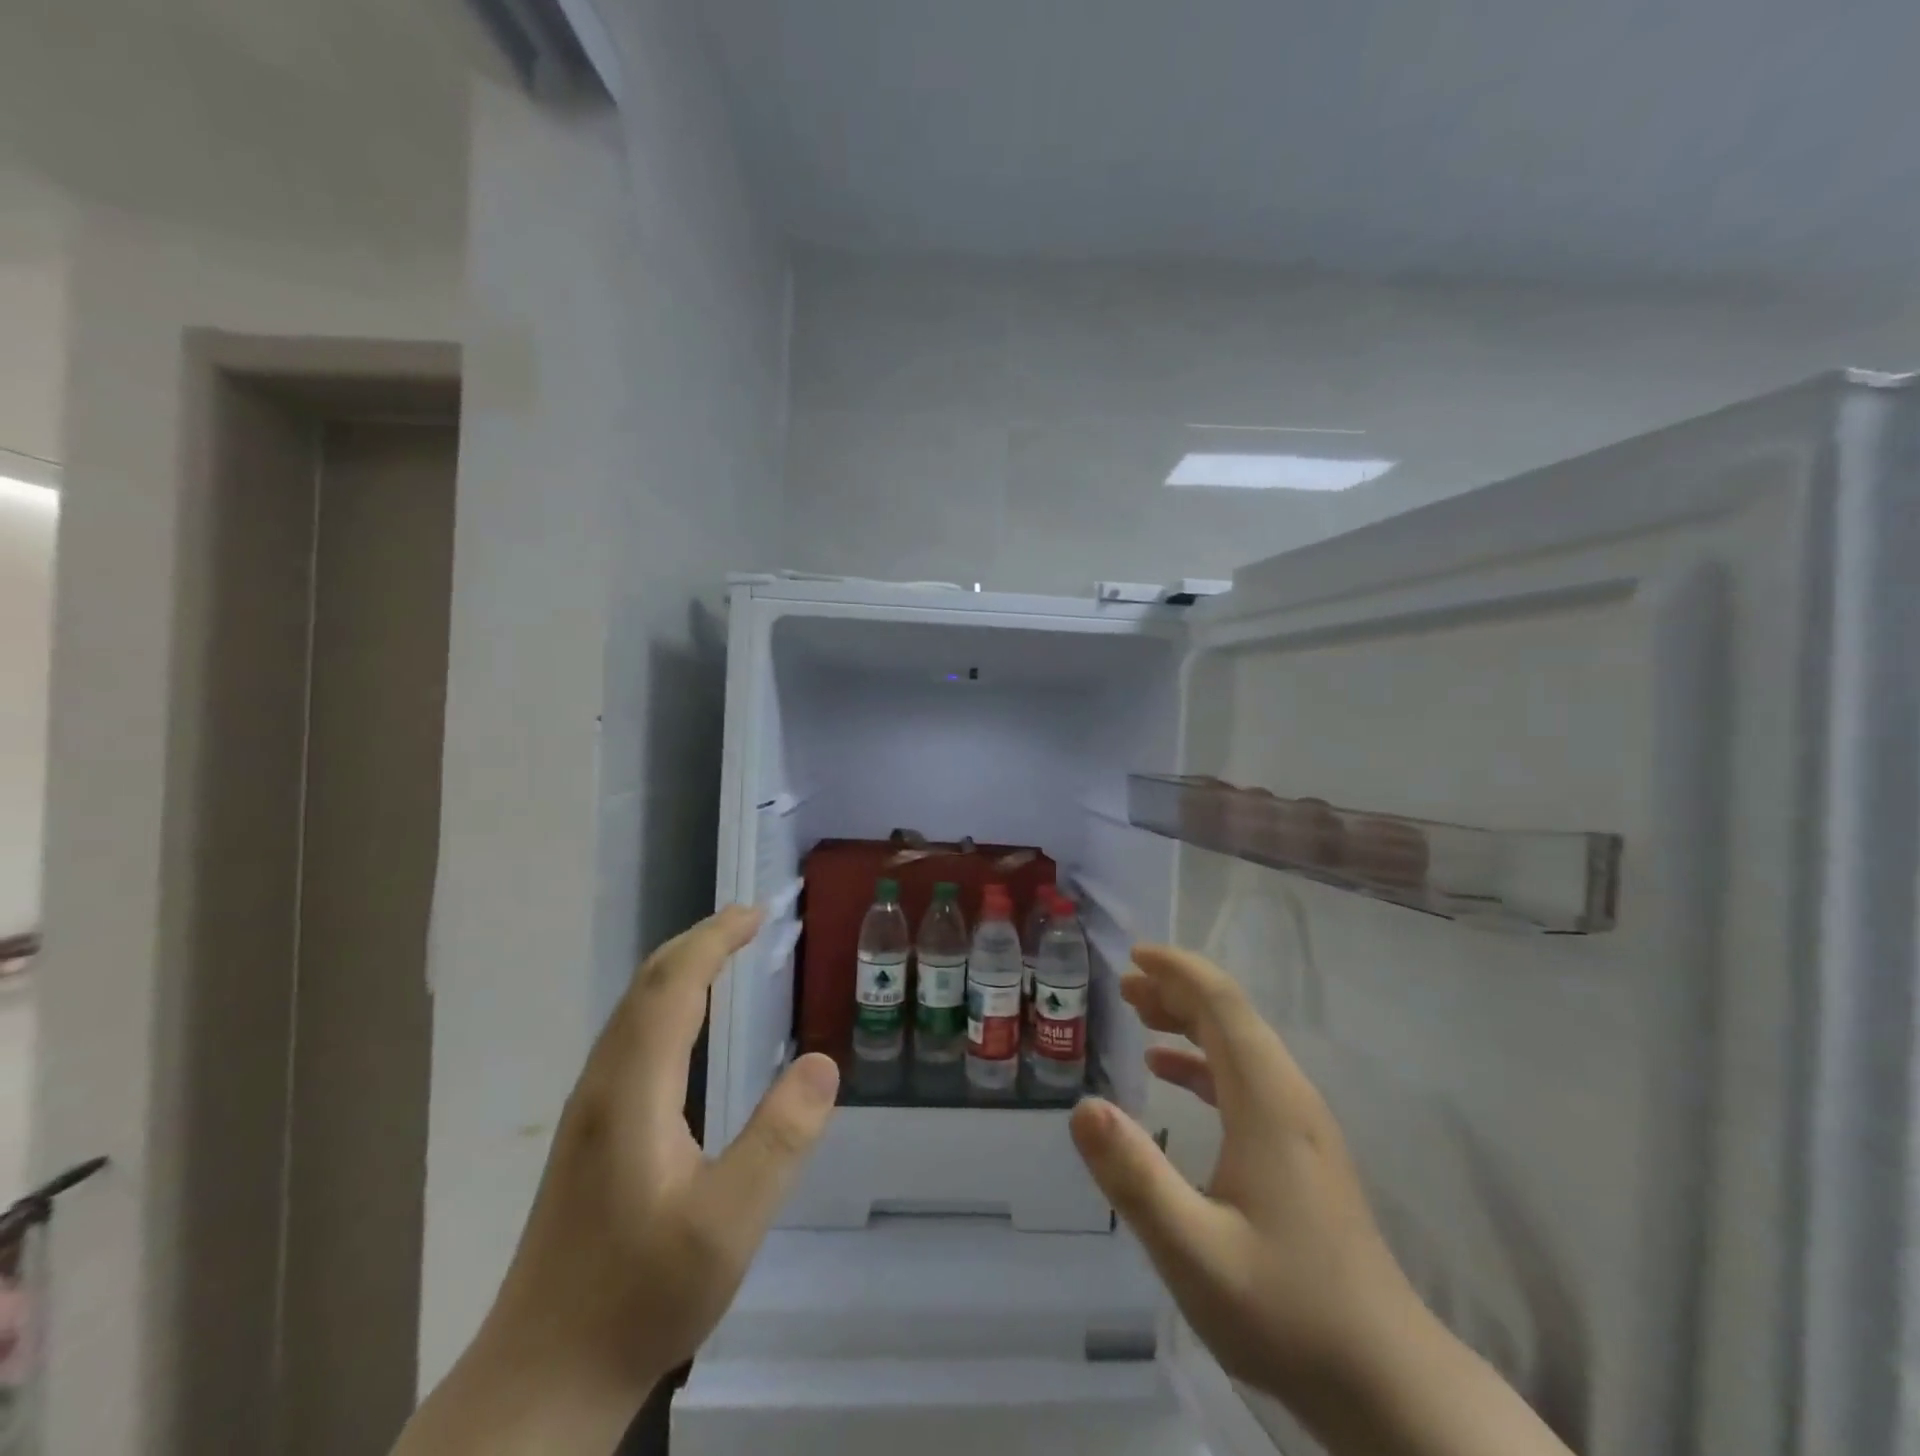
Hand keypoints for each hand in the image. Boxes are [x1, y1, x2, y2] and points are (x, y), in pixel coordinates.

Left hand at [394, 906, 840, 1454]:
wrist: (541, 1380)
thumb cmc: (639, 1298)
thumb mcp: (729, 1225)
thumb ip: (779, 1141)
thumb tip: (822, 1062)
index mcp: (634, 1091)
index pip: (674, 986)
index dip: (714, 939)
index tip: (757, 913)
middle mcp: (604, 1085)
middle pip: (647, 986)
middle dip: (698, 941)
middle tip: (749, 920)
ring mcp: (590, 1109)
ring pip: (632, 1010)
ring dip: (679, 968)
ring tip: (724, 954)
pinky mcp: (589, 1133)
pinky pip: (630, 1036)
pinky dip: (666, 1003)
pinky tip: (687, 1025)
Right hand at [1069, 945, 1569, 1455]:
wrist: (1388, 1383)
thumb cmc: (1287, 1312)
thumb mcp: (1194, 1251)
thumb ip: (1136, 1176)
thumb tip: (1083, 1106)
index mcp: (1268, 1101)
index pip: (1222, 1004)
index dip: (1178, 970)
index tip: (1133, 956)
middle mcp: (1288, 1097)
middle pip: (1231, 1016)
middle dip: (1176, 990)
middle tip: (1123, 988)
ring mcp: (1300, 1124)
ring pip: (1240, 1044)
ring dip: (1189, 1020)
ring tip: (1139, 1015)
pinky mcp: (1300, 1150)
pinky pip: (1246, 1078)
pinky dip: (1203, 1061)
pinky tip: (1168, 1074)